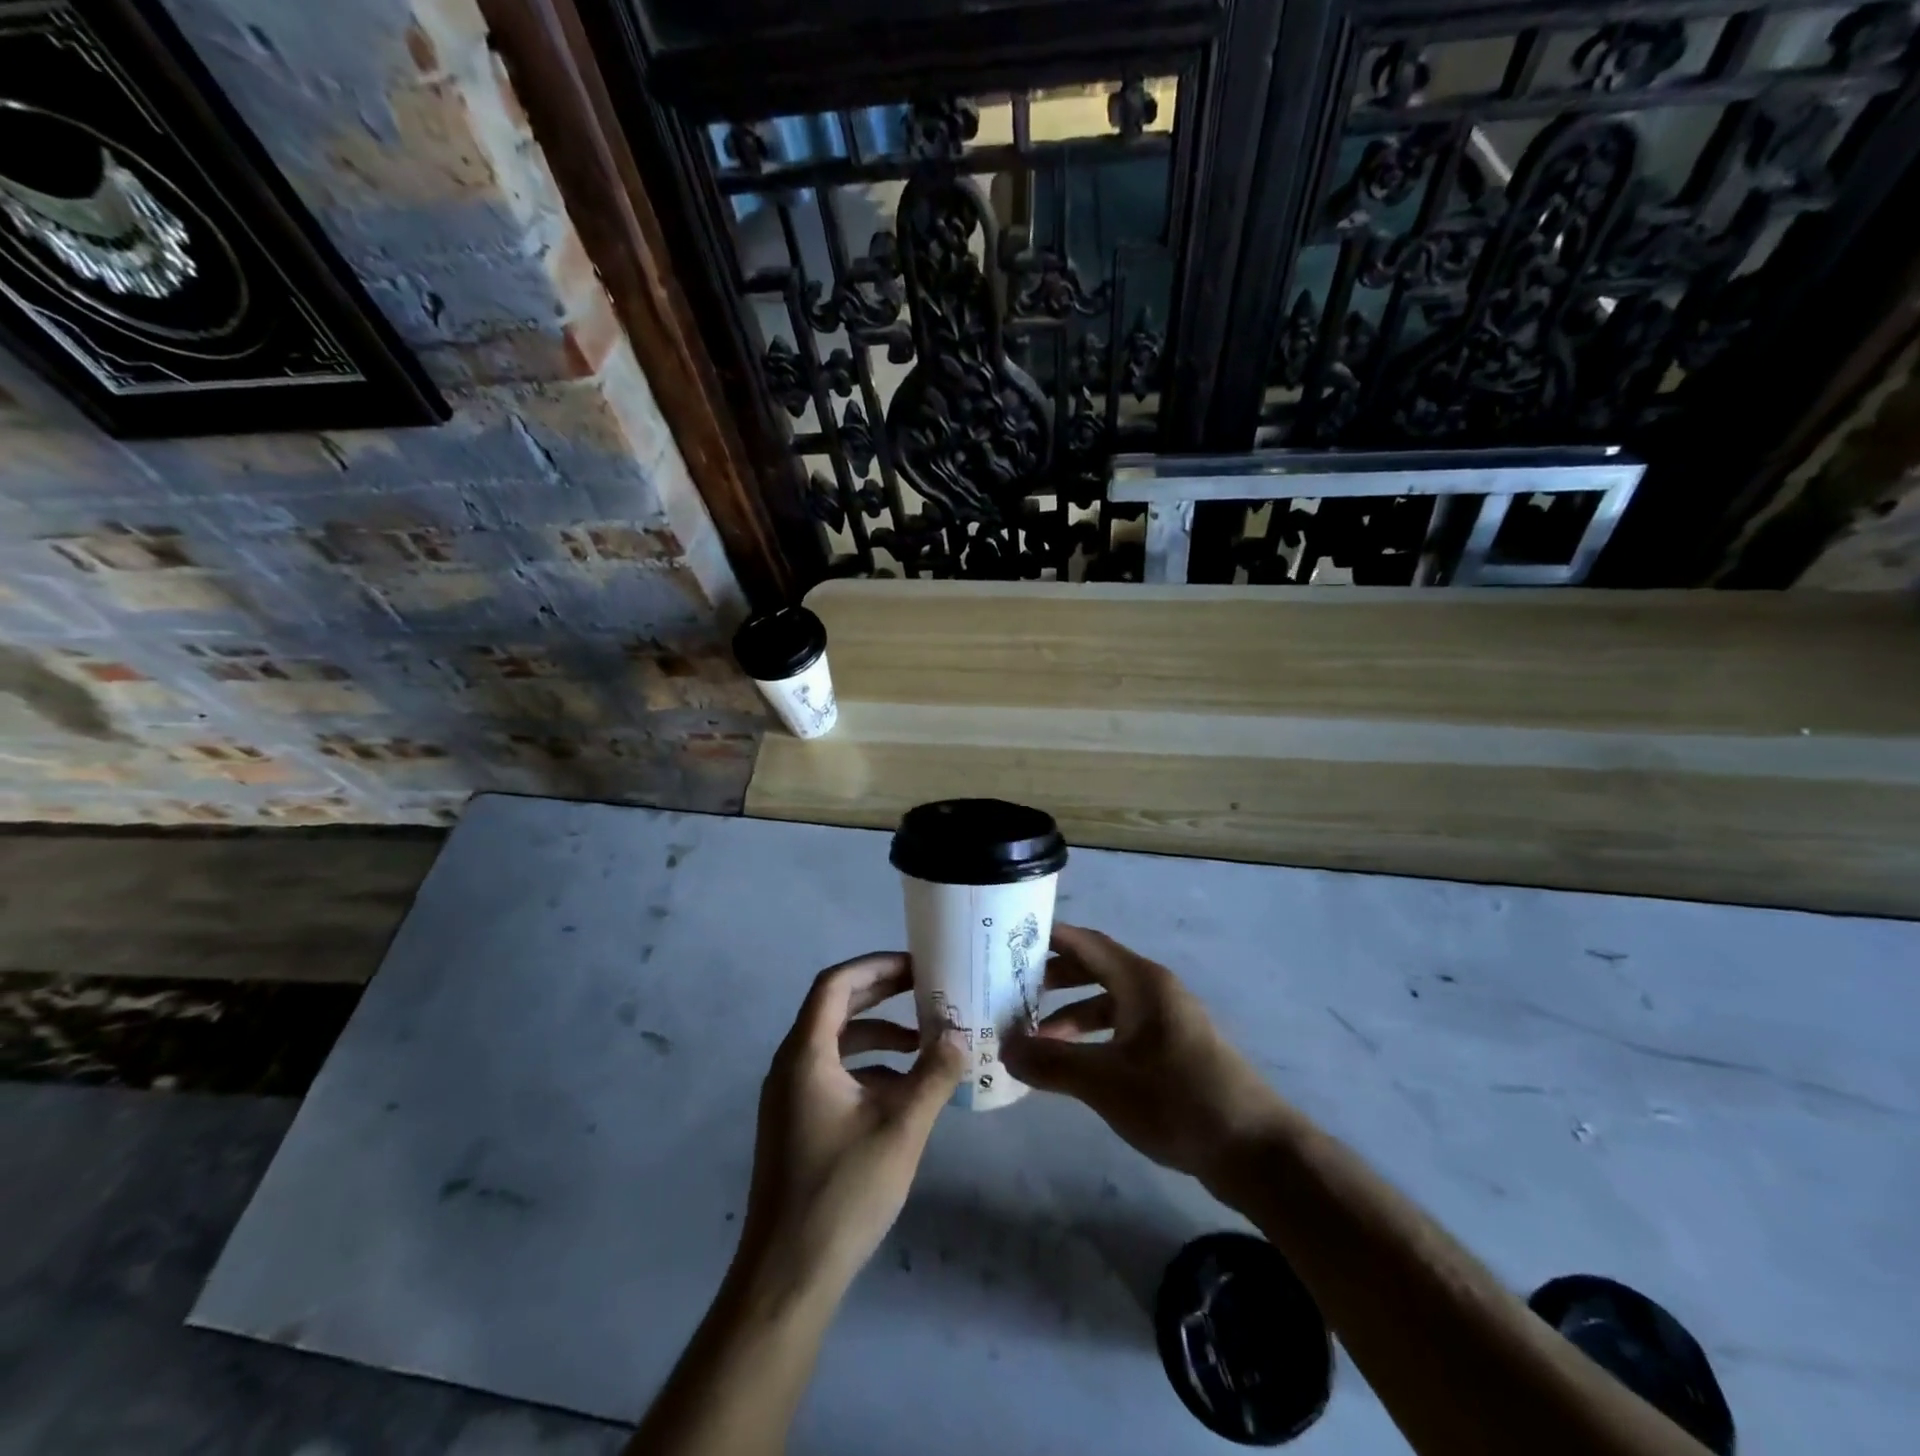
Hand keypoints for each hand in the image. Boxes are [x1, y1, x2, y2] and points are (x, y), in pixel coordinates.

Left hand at [737, 953, 964, 1297]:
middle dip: (880, 994)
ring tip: (923, 1040)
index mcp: (805, 1054)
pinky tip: (904, 1090)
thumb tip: (960, 1034)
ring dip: (878, 1034)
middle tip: (924, 987)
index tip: (916, 965)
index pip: (836, 984)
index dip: (876, 966)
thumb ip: (933, 1075)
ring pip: (835, 1044)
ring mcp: (789, 1096)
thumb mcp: (901, 1128)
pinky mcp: (796, 1123)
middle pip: (834, 1008)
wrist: (787, 1275)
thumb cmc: (842, 1192)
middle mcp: (790, 1065)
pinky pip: (833, 1074)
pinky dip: (868, 1068)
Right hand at [1003, 925, 1283, 1187]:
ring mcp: (1167, 1021)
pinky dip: (1093, 1039)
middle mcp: (1154, 990)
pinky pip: (1122, 1030)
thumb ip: (1051, 1063)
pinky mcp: (1173, 1051)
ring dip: (1070, 1015)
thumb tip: (1005, 1049)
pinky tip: (1074, 1067)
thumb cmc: (1177, 1100)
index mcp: (1141, 981)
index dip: (1048, 939)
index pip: (1086, 942)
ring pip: (1107, 1003)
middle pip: (1094, 969)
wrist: (1254, 1150)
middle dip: (1052, 979)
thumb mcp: (1105, 1082)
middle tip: (1012, 992)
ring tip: (1035, 1039)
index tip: (1008, 942)